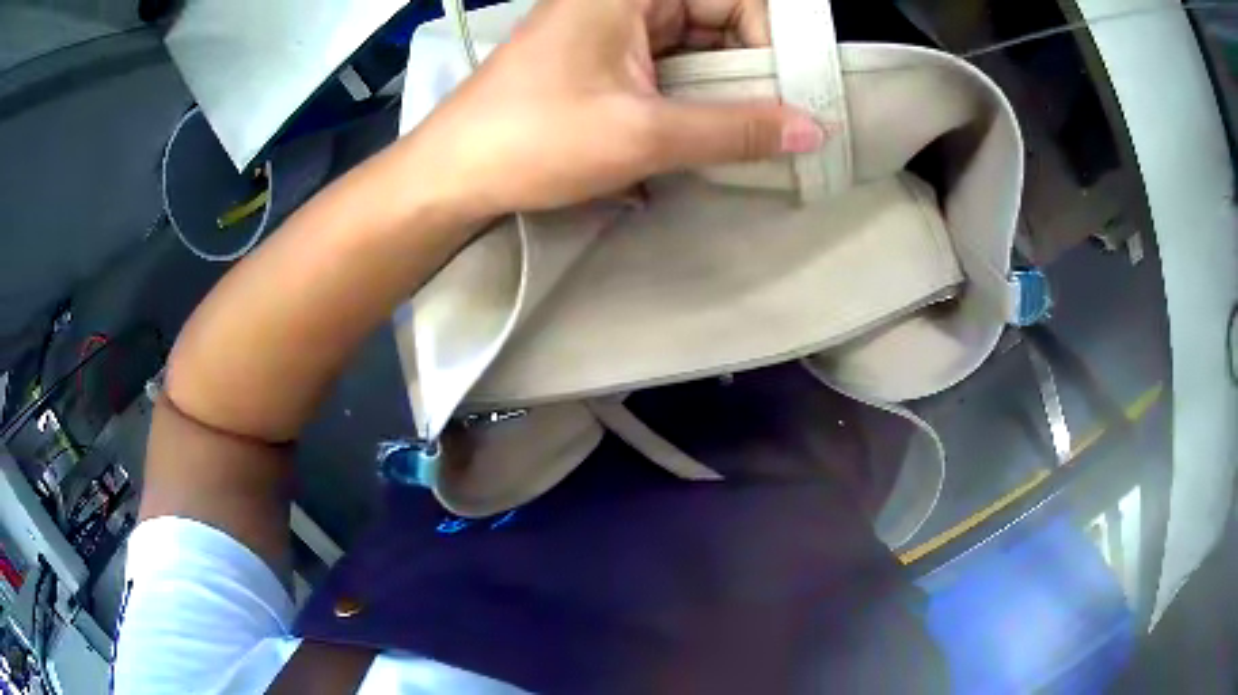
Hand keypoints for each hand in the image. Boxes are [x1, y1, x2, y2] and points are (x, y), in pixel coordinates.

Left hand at [400, 0, 826, 217]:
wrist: (452, 173)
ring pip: (696, 45)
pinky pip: (669, 65)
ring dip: (724, 87)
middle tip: (776, 121)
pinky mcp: (602, 59)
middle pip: (718, 17)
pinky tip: (705, 130)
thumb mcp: (642, 134)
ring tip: (745, 134)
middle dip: (752, 68)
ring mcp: (611, 28)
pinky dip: (693, 95)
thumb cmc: (534, 140)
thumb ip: (734, 129)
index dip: (770, 39)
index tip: (786, 95)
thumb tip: (815, 129)